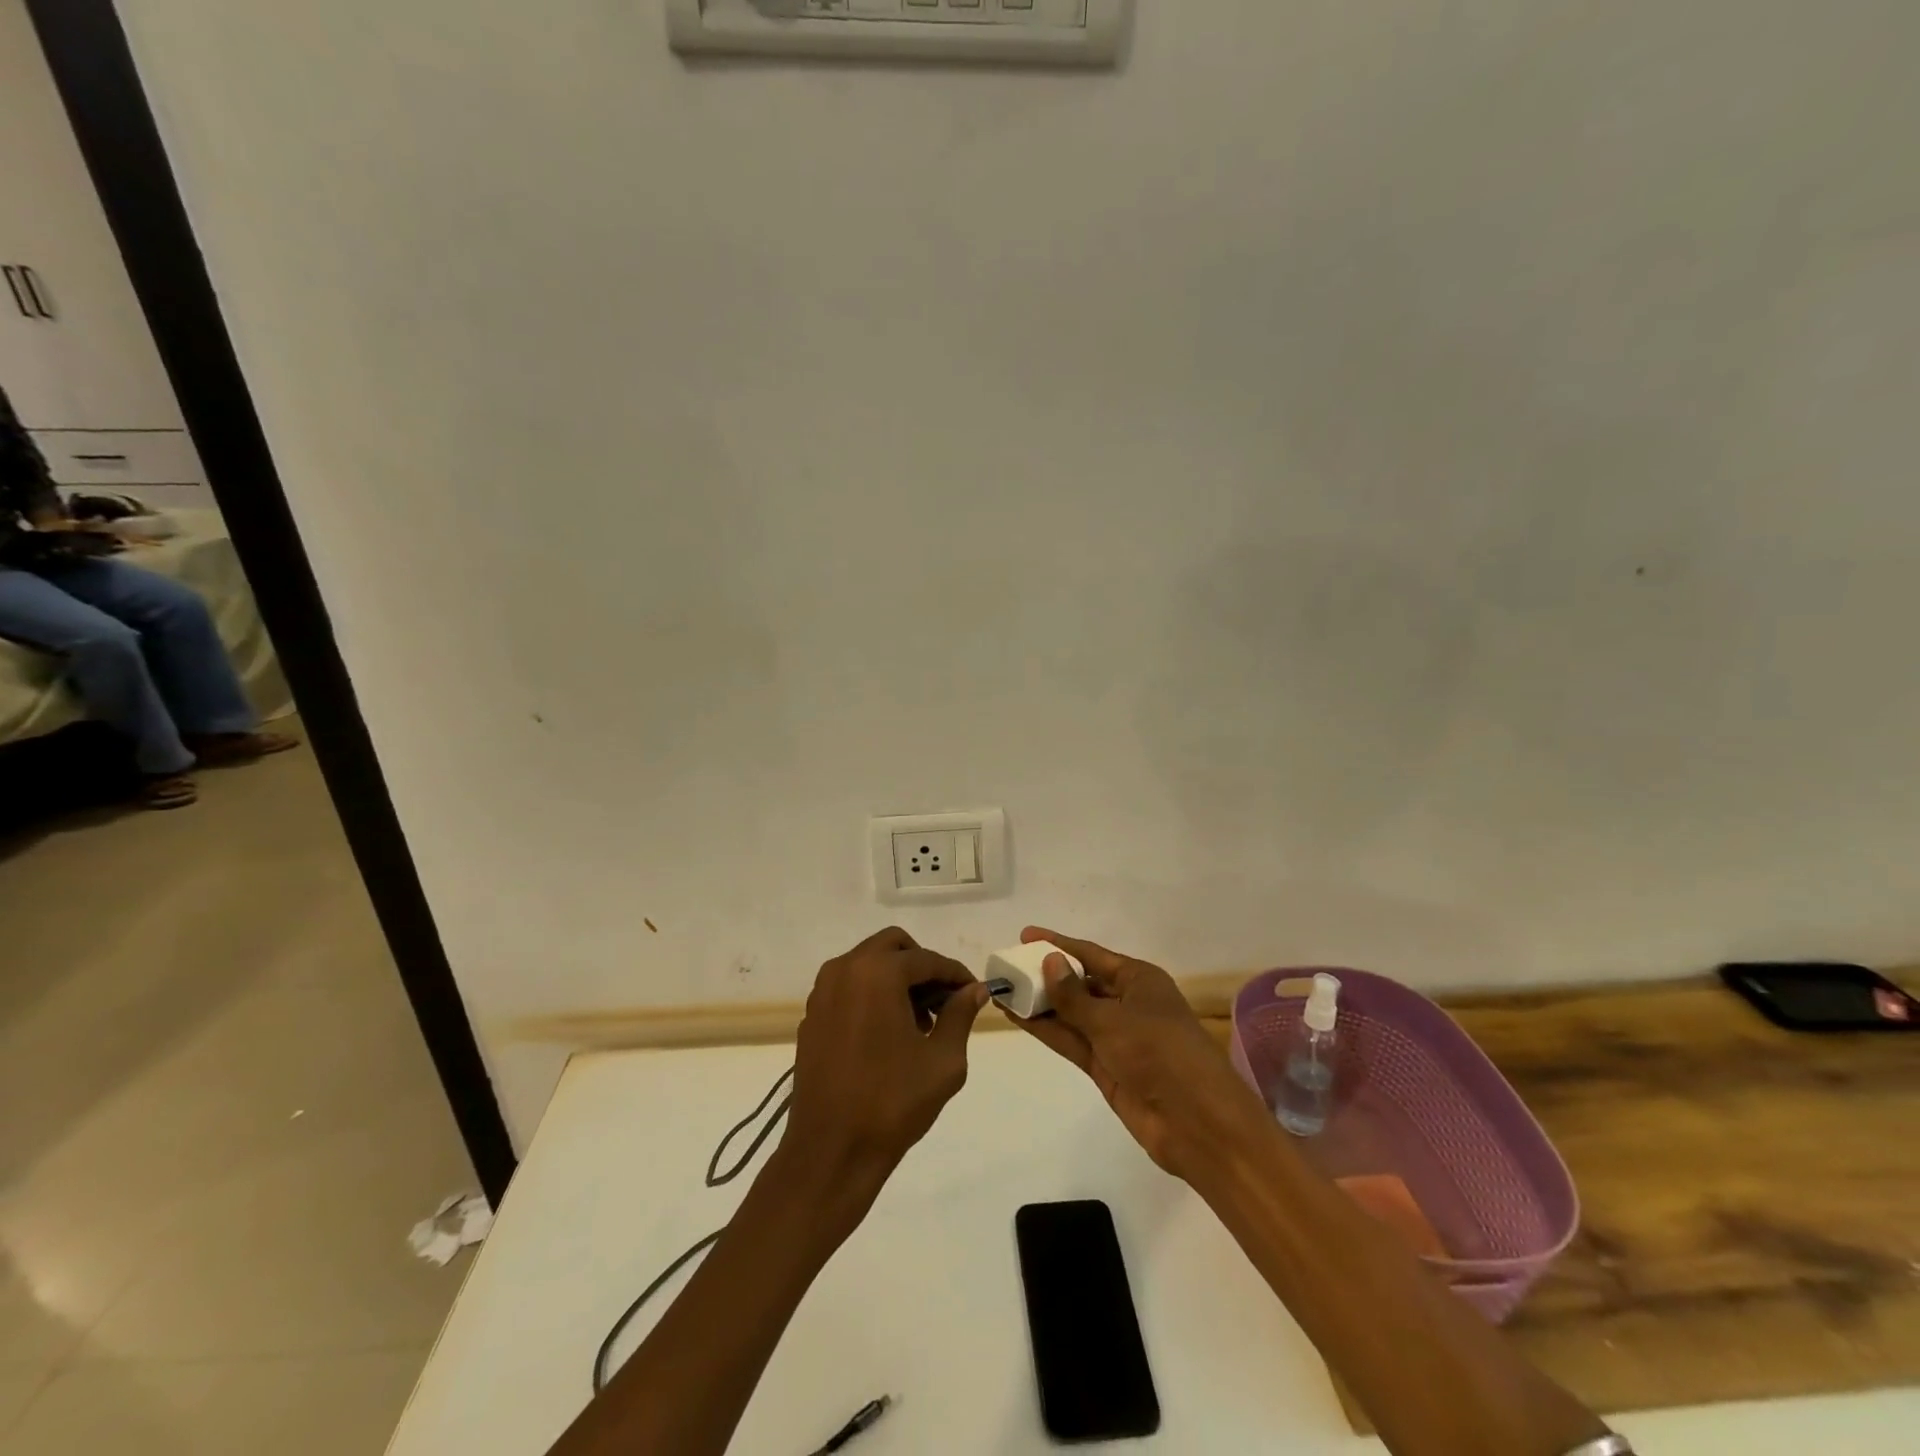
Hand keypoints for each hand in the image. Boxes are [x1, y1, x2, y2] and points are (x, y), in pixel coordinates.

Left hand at [785, 927, 988, 1191]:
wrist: (830, 1152)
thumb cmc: (892, 1103)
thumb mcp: (942, 1060)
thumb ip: (960, 1015)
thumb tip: (975, 990)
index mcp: (877, 973)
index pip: (927, 959)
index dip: (955, 975)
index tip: (974, 992)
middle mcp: (845, 970)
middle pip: (893, 946)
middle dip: (922, 967)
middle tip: (943, 1002)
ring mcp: (822, 992)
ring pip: (868, 964)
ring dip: (896, 979)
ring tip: (918, 1023)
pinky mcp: (811, 1016)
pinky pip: (849, 987)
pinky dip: (872, 995)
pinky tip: (887, 1035)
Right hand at [1009, 926, 1267, 1180]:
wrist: (1196, 1123)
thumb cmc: (1160, 1053)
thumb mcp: (1112, 1019)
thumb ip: (1074, 996)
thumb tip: (1048, 961)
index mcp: (1139, 979)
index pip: (1091, 954)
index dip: (1058, 944)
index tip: (1024, 936)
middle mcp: (1127, 1002)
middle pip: (1080, 982)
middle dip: (1046, 975)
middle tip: (1007, 967)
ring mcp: (1116, 1036)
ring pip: (1071, 1013)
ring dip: (1041, 1004)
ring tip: (1004, 991)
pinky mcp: (1106, 1065)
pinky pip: (1071, 1040)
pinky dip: (1047, 1029)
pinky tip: (1018, 1018)